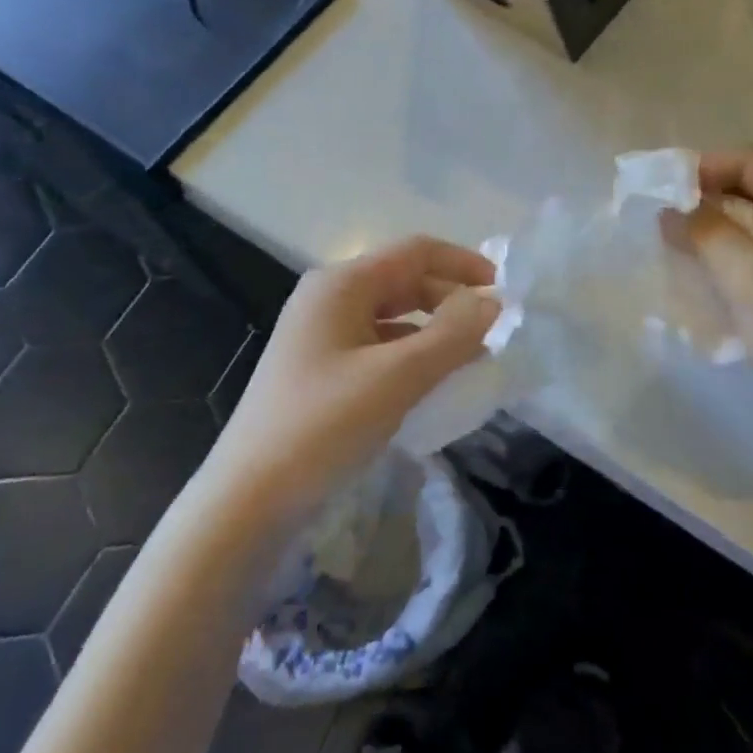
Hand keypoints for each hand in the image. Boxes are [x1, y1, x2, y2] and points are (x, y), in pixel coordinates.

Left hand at [204, 237, 499, 524]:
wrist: (246, 501)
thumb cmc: (323, 425)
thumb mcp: (397, 376)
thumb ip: (453, 334)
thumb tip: (496, 302)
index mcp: (342, 284)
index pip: (416, 251)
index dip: (464, 263)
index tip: (506, 292)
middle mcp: (329, 299)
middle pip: (404, 281)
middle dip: (452, 300)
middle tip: (495, 332)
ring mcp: (321, 336)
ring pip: (393, 318)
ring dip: (435, 332)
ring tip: (473, 359)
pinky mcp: (321, 370)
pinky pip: (379, 348)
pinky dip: (412, 357)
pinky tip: (433, 385)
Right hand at [688, 148, 752, 437]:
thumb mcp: (751, 279)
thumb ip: (706, 232)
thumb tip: (670, 206)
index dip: (708, 168)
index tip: (660, 187)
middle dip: (712, 196)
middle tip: (664, 215)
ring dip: (722, 226)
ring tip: (678, 240)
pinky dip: (738, 252)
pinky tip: (709, 269)